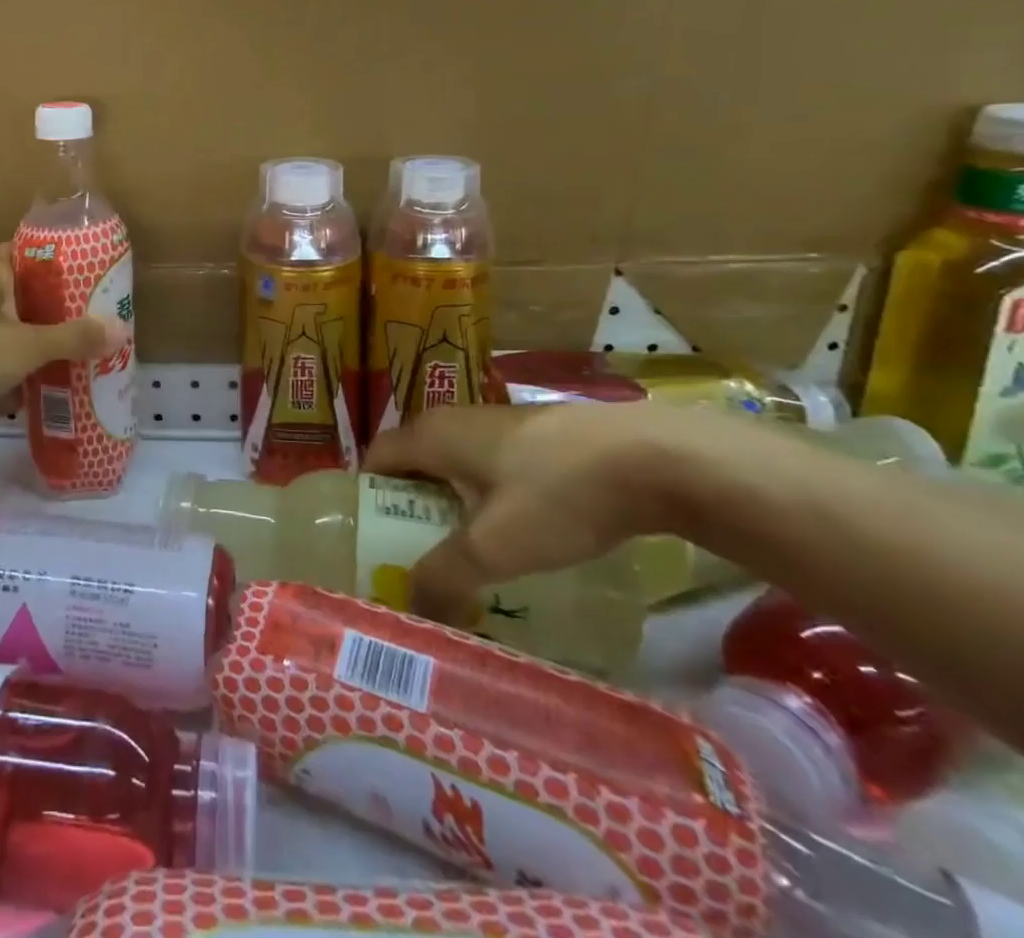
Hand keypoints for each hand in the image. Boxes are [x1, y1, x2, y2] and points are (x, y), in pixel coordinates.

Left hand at [0, 245, 126, 436]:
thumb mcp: (28, 344)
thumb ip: (73, 338)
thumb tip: (120, 330)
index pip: (28, 253)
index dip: (58, 261)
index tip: (90, 274)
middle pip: (25, 298)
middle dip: (56, 314)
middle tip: (93, 324)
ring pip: (11, 335)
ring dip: (36, 350)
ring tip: (76, 361)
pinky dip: (12, 381)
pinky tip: (38, 398)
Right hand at [364, 402, 690, 625]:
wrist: (657, 458)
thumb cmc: (558, 494)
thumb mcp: (496, 546)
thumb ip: (445, 576)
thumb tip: (408, 605)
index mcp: (434, 434)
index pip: (377, 456)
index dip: (365, 495)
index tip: (370, 539)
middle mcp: (458, 419)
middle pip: (415, 461)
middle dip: (408, 506)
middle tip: (415, 555)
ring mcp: (502, 422)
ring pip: (457, 463)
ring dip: (451, 502)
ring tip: (465, 551)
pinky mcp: (541, 434)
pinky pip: (493, 464)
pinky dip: (487, 495)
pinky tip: (518, 531)